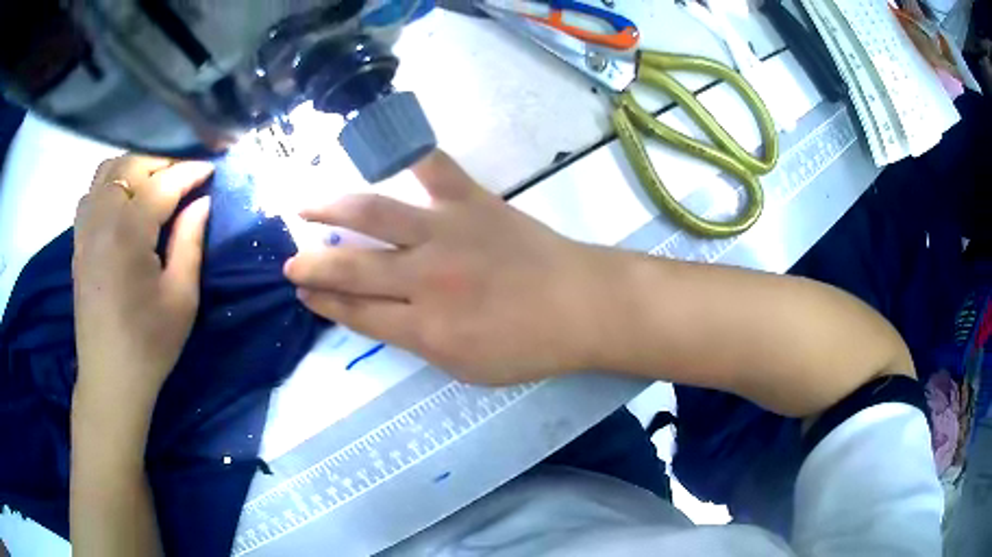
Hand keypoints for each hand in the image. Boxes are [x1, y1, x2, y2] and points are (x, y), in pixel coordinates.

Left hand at [72, 155, 212, 422]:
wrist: (110, 379)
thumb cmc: (149, 345)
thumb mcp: (181, 298)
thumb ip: (190, 242)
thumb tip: (202, 202)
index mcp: (127, 234)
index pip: (162, 184)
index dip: (190, 172)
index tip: (212, 170)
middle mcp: (102, 219)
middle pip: (132, 166)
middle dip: (162, 163)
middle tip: (185, 177)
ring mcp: (85, 229)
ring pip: (107, 171)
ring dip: (134, 169)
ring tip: (153, 184)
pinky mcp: (78, 241)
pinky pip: (91, 193)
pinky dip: (110, 185)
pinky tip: (123, 203)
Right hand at [285, 151, 610, 383]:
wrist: (580, 306)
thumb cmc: (528, 347)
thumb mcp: (466, 367)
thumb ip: (417, 341)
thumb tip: (380, 314)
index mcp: (424, 329)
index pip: (355, 311)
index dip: (324, 300)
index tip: (303, 290)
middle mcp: (424, 278)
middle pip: (351, 267)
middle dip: (313, 264)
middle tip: (290, 260)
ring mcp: (446, 232)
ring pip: (373, 214)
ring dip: (332, 209)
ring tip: (305, 206)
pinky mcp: (470, 201)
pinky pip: (432, 167)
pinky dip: (407, 152)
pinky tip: (381, 143)